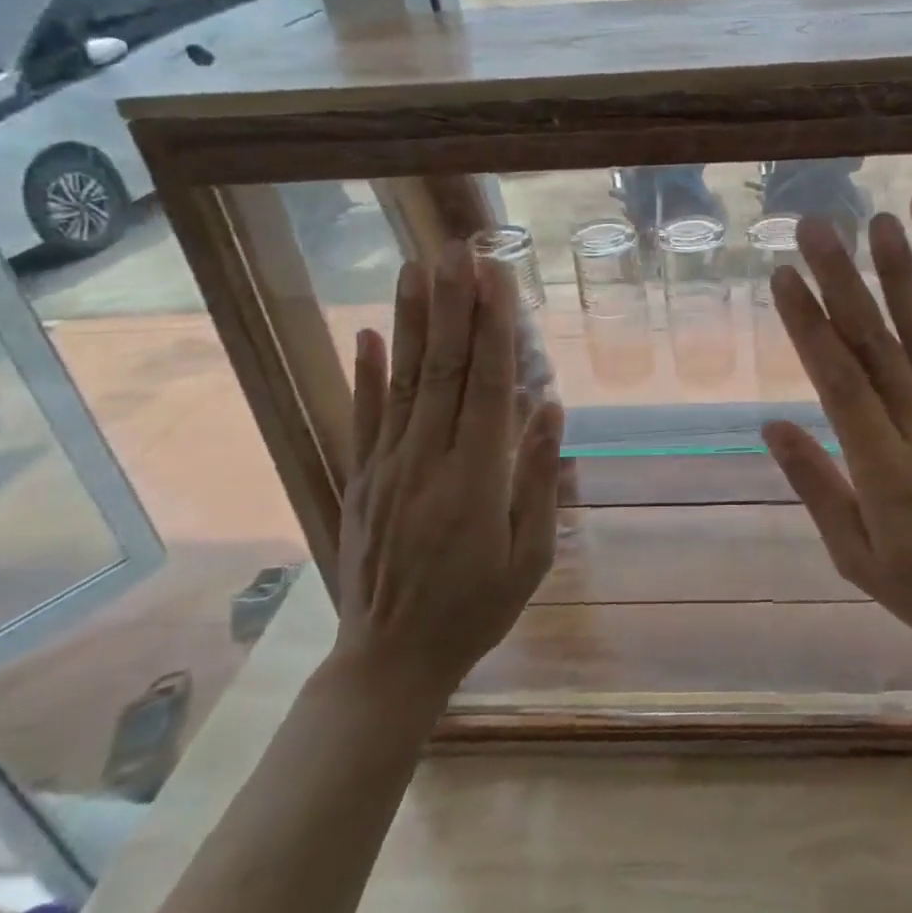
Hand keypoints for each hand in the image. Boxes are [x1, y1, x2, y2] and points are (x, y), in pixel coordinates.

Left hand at [332, 244, 563, 697]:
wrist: (391, 661)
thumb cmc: (476, 609)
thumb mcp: (530, 555)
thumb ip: (540, 478)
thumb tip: (551, 407)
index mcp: (475, 480)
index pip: (487, 385)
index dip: (494, 327)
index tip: (497, 277)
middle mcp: (427, 461)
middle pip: (442, 369)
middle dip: (452, 305)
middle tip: (457, 251)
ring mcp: (386, 468)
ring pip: (401, 382)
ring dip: (410, 322)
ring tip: (416, 270)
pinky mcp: (359, 480)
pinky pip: (362, 418)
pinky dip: (364, 373)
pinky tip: (365, 333)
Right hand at [762, 214, 911, 670]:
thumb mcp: (856, 555)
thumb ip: (816, 486)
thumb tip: (772, 426)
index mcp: (882, 463)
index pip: (837, 378)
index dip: (808, 324)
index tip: (785, 276)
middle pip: (875, 342)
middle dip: (842, 280)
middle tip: (817, 228)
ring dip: (904, 277)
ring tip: (884, 224)